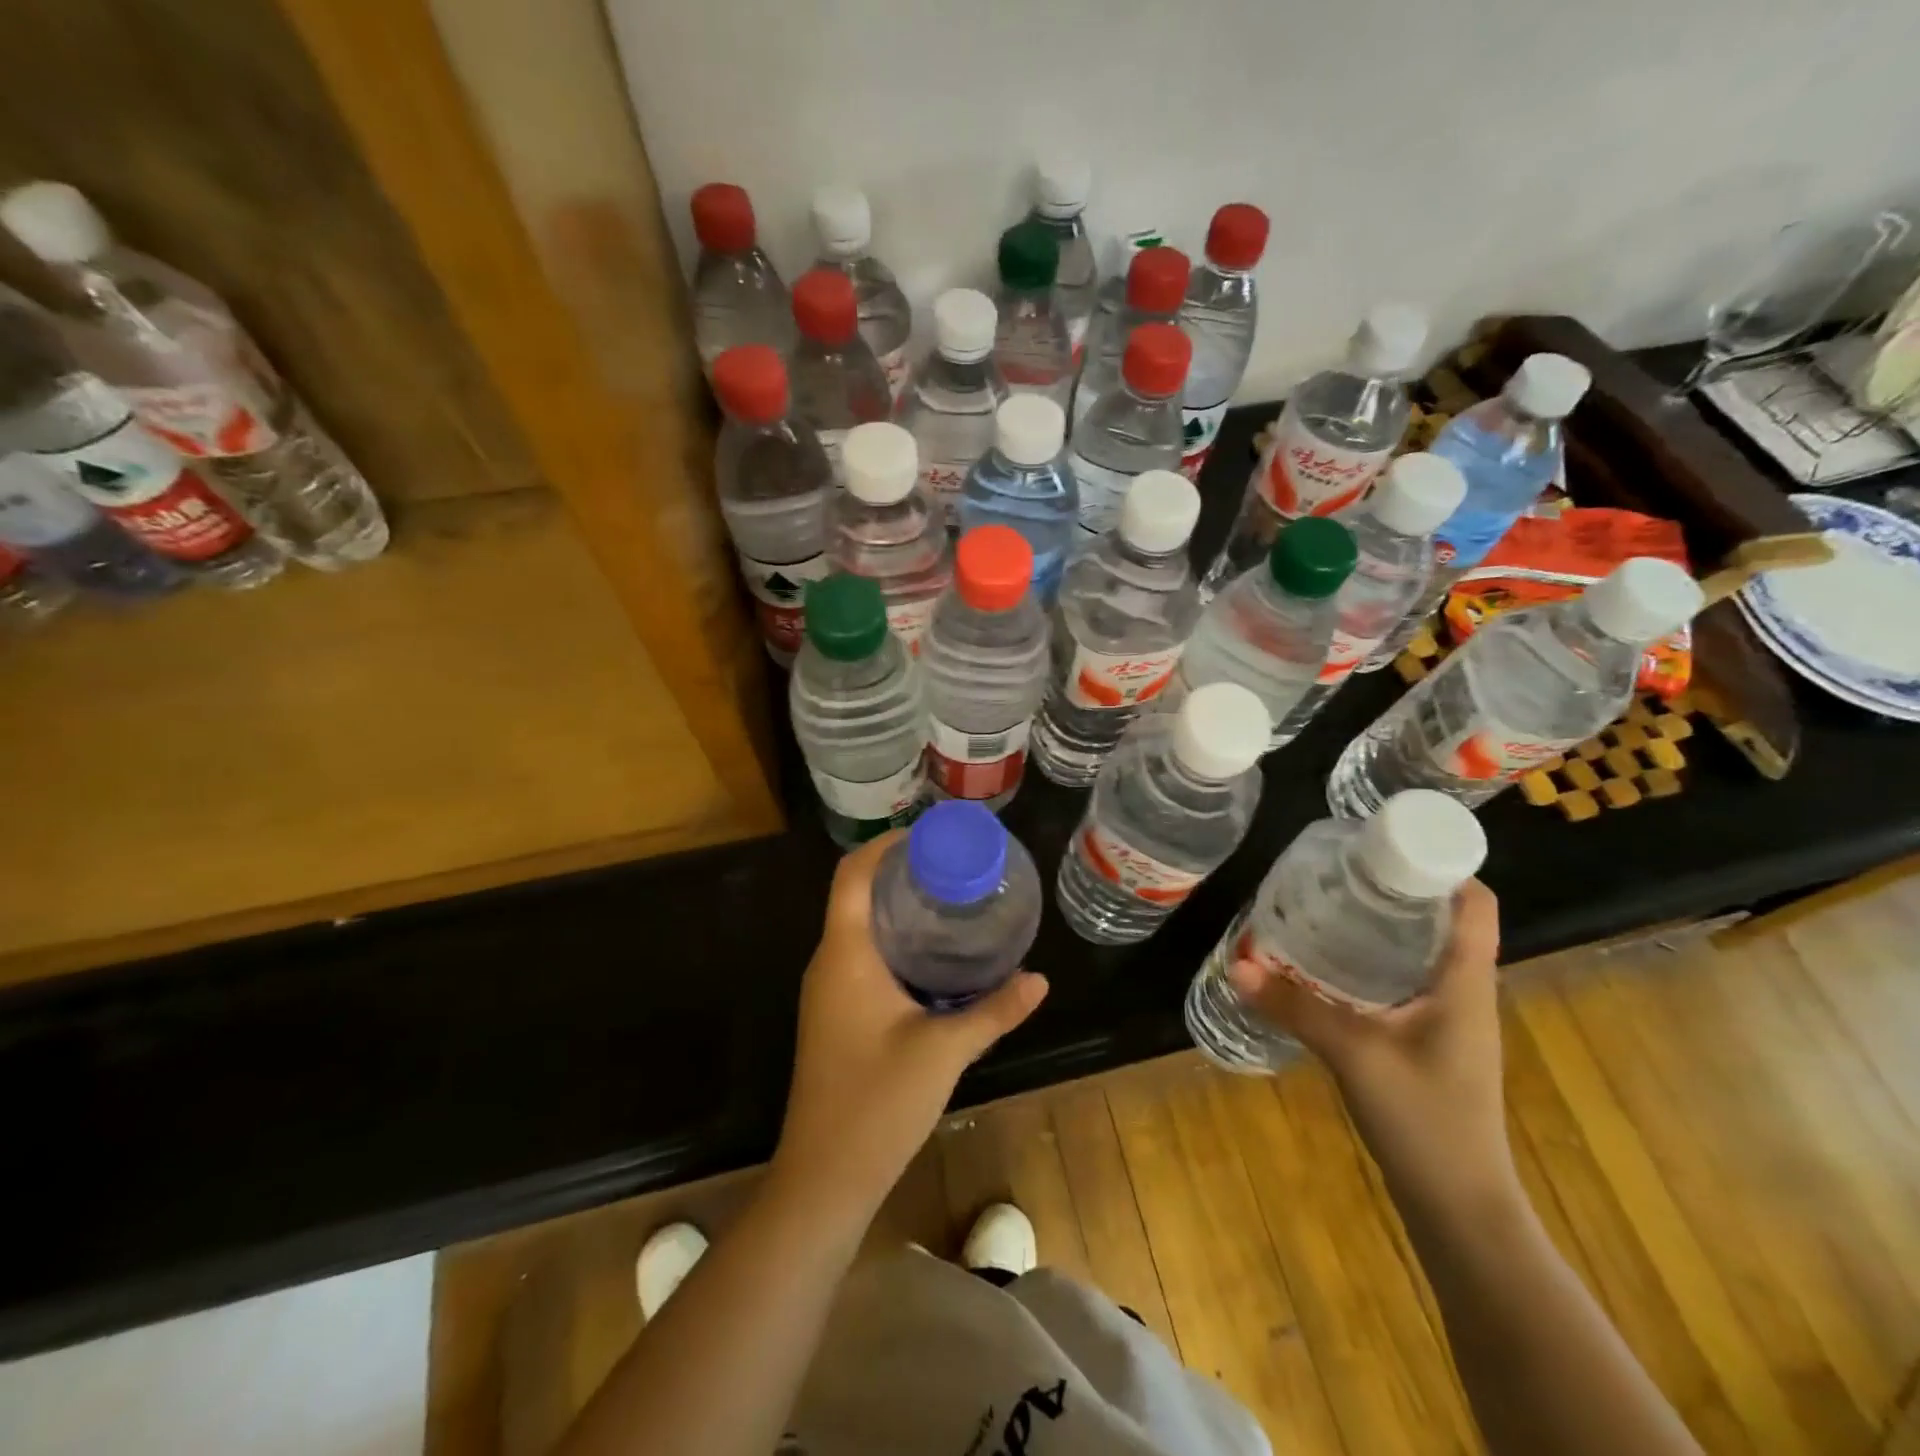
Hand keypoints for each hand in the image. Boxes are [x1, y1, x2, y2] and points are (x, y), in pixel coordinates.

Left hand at [773, 831, 1047, 1215]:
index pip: (852, 875)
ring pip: (858, 927)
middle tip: (953, 865)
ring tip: (949, 898)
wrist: (824, 1178)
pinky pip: (861, 956)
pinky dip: (893, 940)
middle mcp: (829, 962)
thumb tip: (1040, 979)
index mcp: (845, 955)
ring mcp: (828, 991)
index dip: (884, 845)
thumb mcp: (944, 1051)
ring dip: (896, 908)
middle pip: (855, 894)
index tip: (928, 835)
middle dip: (899, 873)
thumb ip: (994, 1010)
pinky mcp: (835, 1014)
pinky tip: (932, 955)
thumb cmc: (877, 1103)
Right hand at [1228, 880, 1517, 1215]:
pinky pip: (1404, 982)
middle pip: (1442, 921)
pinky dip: (1372, 962)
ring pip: (1421, 952)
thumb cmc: (1425, 1120)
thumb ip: (1294, 1006)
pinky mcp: (1429, 1042)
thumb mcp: (1353, 1054)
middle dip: (1395, 889)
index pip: (1475, 905)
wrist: (1460, 1206)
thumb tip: (1237, 964)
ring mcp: (1449, 1021)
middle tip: (1338, 870)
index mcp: (1464, 984)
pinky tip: (1330, 966)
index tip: (1386, 843)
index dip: (1442, 864)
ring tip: (1328, 905)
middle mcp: (1464, 993)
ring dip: (1382, 926)